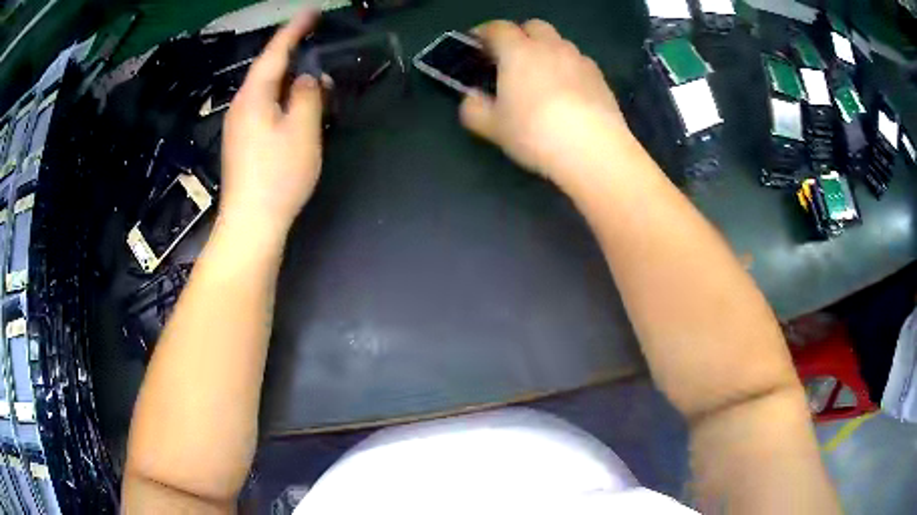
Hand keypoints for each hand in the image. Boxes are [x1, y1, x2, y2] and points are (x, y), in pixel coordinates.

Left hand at [220, 11, 324, 237]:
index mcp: (254, 96)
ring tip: (315, 77)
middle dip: (293, 54)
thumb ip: (308, 96)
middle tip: (317, 43)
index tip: (312, 12)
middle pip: (268, 71)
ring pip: (268, 91)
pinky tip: (299, 107)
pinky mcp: (244, 143)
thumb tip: (308, 79)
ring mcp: (240, 126)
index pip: (275, 53)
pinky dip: (285, 100)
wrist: (250, 224)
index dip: (294, 30)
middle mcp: (242, 106)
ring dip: (291, 80)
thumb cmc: (278, 175)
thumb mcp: (302, 130)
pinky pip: (266, 109)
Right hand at [460, 20, 630, 182]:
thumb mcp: (493, 127)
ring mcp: (579, 59)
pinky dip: (568, 68)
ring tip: (542, 76)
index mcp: (518, 51)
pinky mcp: (600, 77)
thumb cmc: (535, 133)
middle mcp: (550, 47)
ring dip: (547, 50)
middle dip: (520, 35)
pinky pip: (579, 62)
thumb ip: (474, 109)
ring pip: (559, 43)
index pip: (497, 28)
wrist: (593, 150)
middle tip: (512, 58)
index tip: (476, 44)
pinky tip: (568, 92)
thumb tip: (472, 99)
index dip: (484, 33)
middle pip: (533, 26)